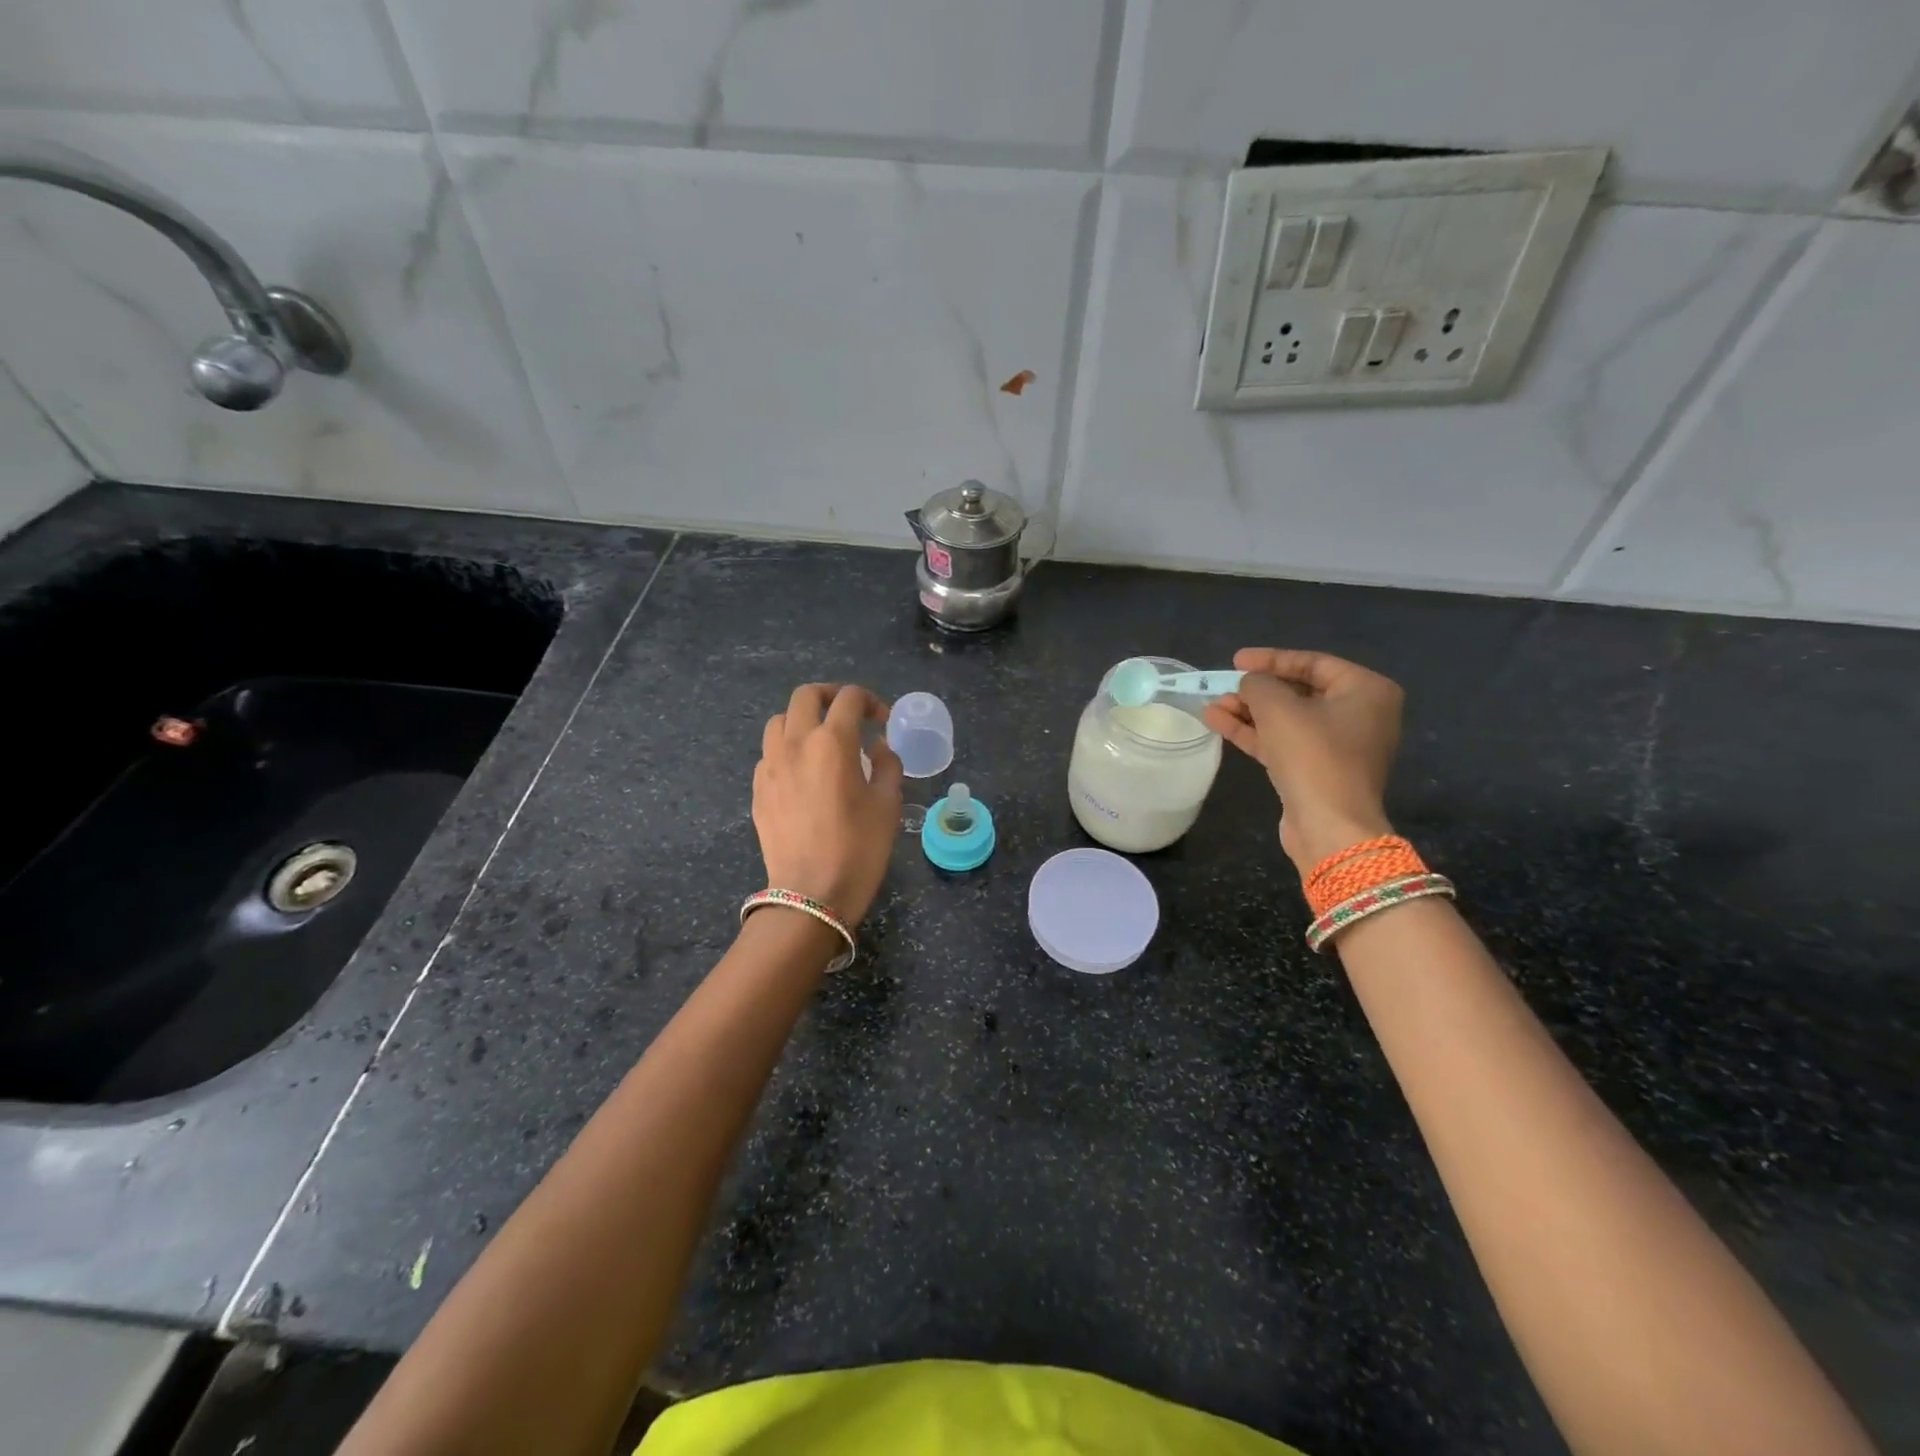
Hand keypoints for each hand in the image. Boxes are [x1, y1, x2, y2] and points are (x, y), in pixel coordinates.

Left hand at [753, 684, 902, 923]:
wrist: (811, 894)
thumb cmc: (859, 849)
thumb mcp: (888, 805)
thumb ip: (887, 765)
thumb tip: (877, 747)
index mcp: (832, 742)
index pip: (849, 698)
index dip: (871, 701)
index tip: (882, 721)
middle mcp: (796, 743)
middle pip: (806, 696)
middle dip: (831, 696)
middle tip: (850, 716)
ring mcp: (770, 766)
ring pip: (780, 721)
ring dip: (803, 720)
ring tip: (821, 741)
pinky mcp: (758, 789)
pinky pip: (770, 753)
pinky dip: (788, 750)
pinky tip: (804, 773)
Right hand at [1203, 648, 1403, 876]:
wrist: (1329, 826)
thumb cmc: (1313, 755)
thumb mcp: (1278, 708)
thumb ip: (1258, 684)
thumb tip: (1249, 684)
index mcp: (1366, 691)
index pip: (1313, 663)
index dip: (1271, 659)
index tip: (1236, 661)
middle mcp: (1360, 715)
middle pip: (1299, 692)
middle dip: (1256, 691)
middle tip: (1223, 686)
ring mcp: (1339, 746)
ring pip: (1287, 719)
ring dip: (1248, 712)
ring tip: (1212, 706)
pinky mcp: (1318, 771)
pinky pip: (1283, 742)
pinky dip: (1254, 733)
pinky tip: (1219, 723)